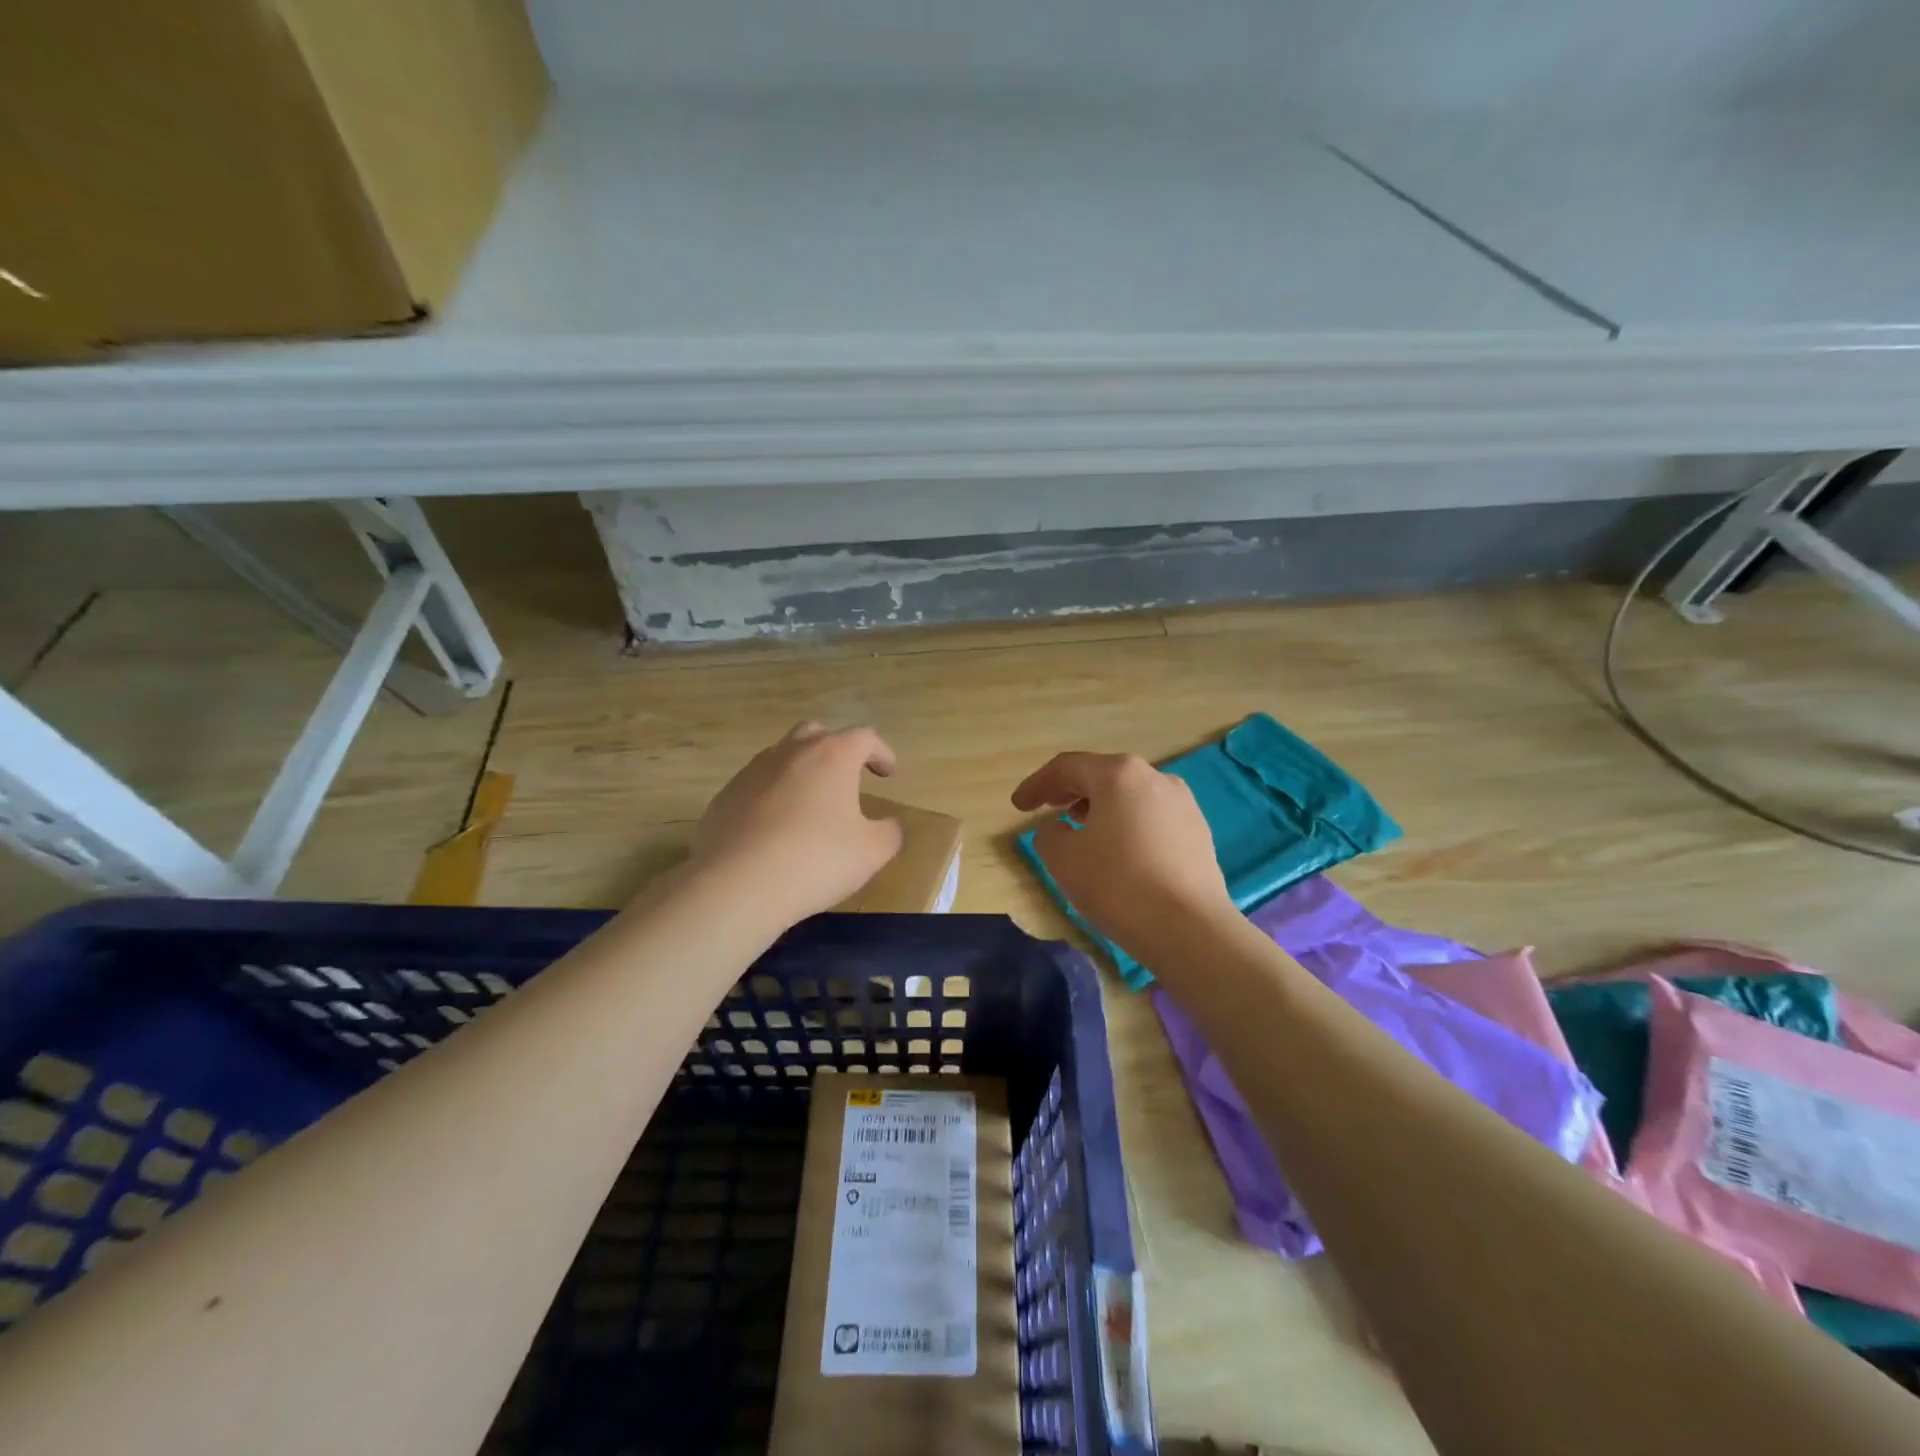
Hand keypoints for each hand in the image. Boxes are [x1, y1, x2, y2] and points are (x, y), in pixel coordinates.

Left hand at [689, 722, 905, 925]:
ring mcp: (752, 772)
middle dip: (836, 748)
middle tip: (847, 776)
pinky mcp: (725, 797)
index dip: (881, 752)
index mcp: (832, 756)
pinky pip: (756, 785)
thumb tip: (889, 825)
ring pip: (782, 756)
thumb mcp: (871, 853)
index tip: (888, 773)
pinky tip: (776, 828)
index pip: (864, 737)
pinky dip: (772, 795)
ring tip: (811, 802)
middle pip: (817, 733)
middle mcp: (791, 753)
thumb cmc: (815, 860)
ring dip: (801, 770)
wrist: (736, 885)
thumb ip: (889, 833)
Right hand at [1012, 752, 1233, 964]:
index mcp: (1119, 774)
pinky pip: (1150, 818)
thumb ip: (1049, 834)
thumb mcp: (1063, 859)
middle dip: (1069, 791)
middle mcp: (1155, 777)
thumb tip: (1059, 828)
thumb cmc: (1118, 885)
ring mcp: (1182, 804)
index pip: (1067, 767)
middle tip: (1046, 807)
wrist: (1190, 929)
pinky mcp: (1198, 832)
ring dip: (1100, 807)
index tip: (1018, 805)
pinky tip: (1118, 850)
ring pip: (1129, 796)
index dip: (1037, 784)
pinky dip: (1126, 825)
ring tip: (1080, 828)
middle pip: (1102, 776)